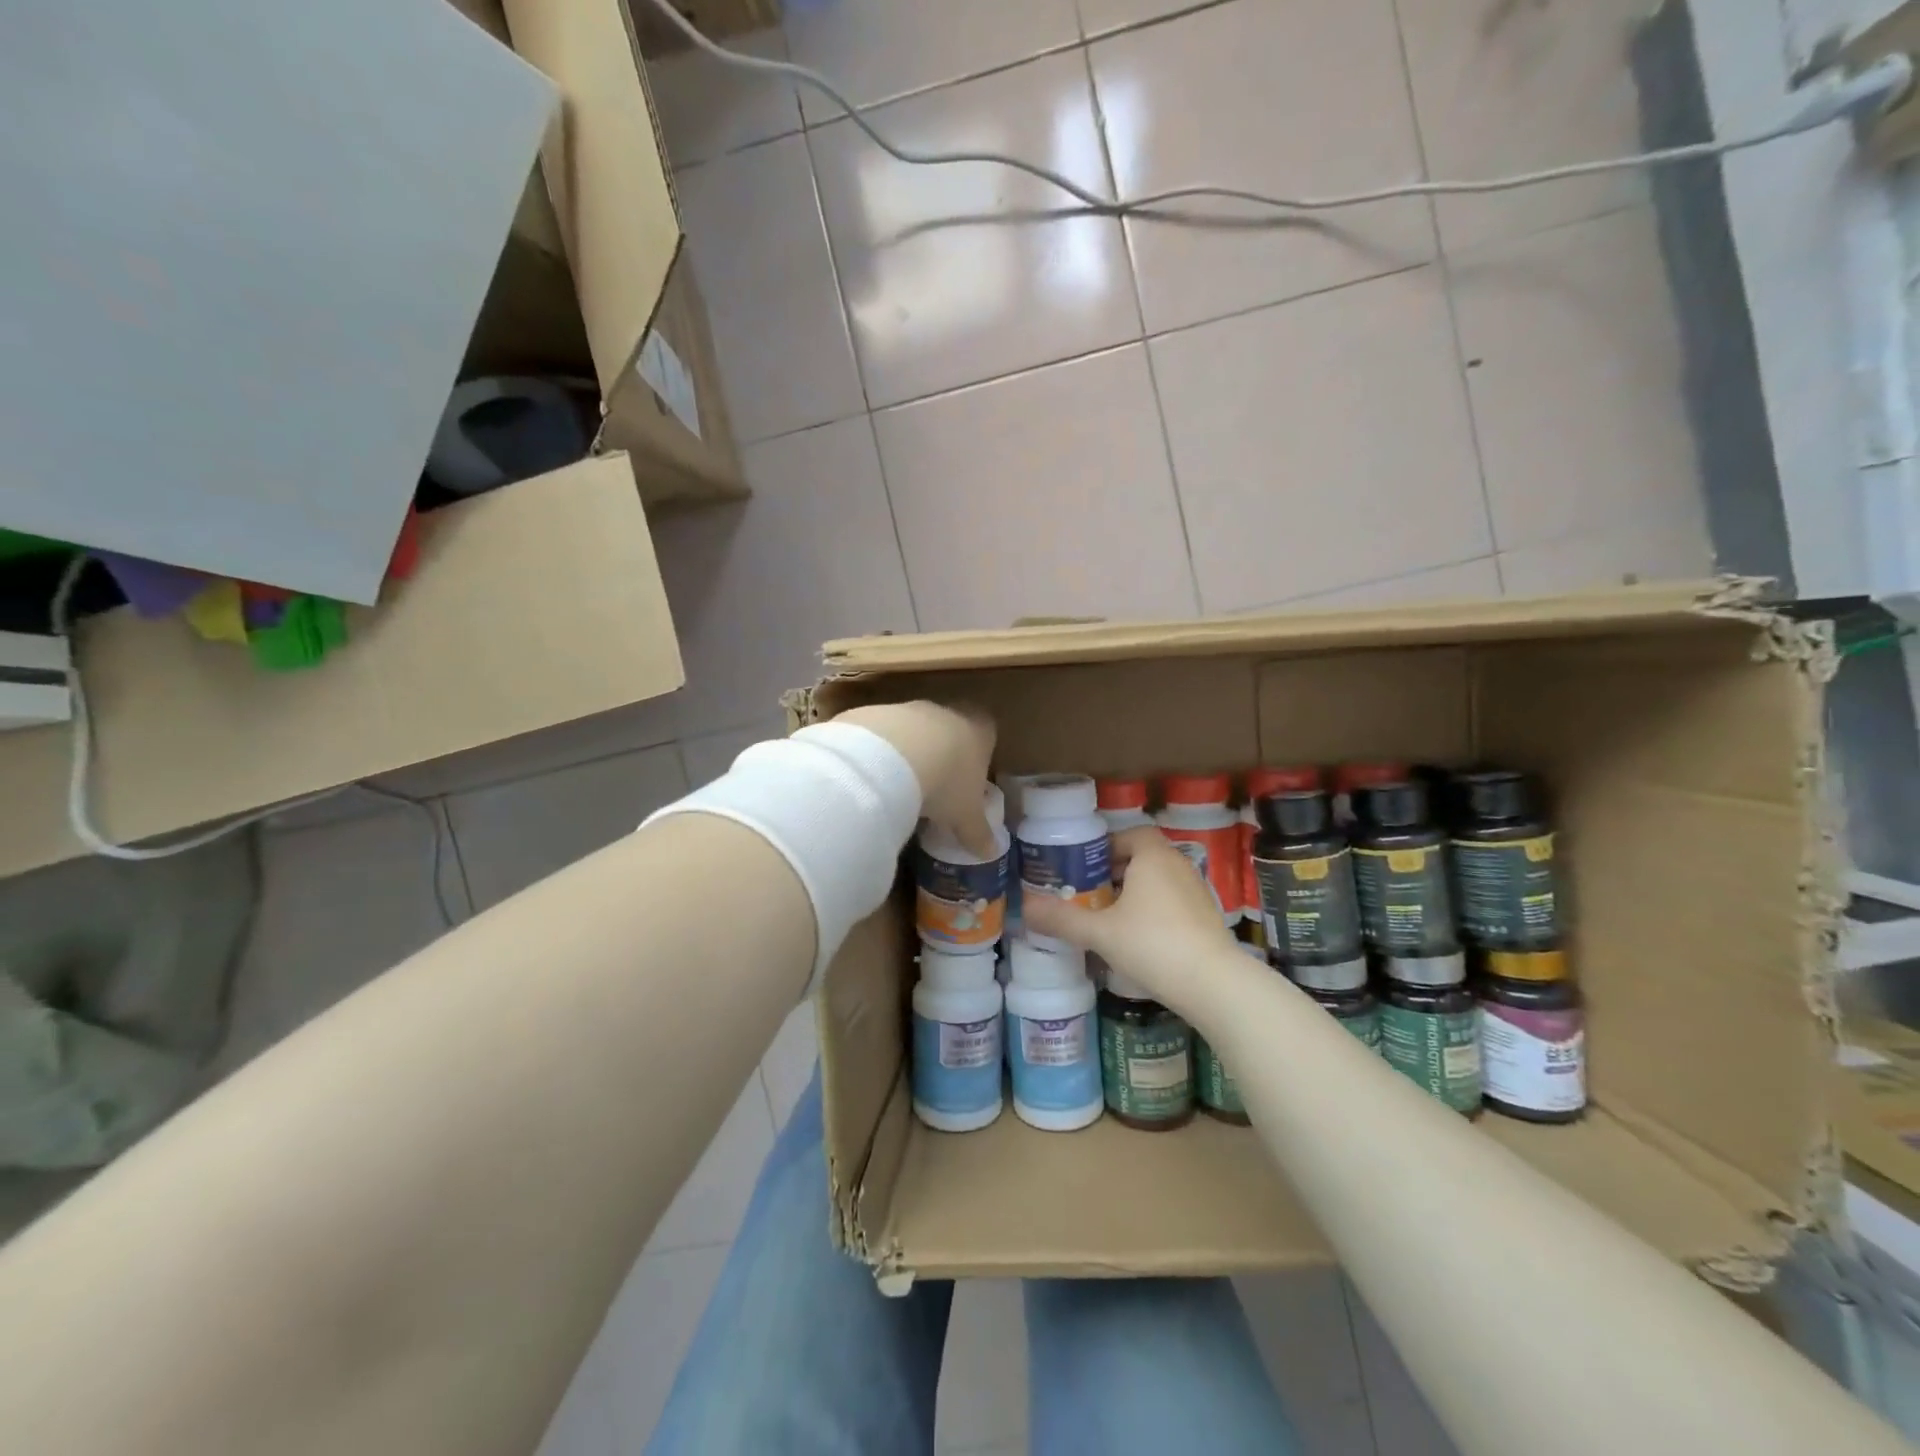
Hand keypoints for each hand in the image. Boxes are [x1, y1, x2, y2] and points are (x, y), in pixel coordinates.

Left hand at [834, 701, 997, 855]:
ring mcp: (909, 708)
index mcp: (979, 729)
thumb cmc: (947, 783)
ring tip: (902, 787)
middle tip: (937, 786)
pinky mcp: (875, 713)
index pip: (987, 732)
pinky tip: (874, 777)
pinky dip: (879, 752)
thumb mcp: (966, 815)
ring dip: (910, 752)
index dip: (980, 753)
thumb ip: (978, 832)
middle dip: (944, 754)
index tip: (971, 777)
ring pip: (914, 730)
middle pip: (950, 728)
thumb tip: (991, 852)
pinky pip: (881, 734)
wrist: (893, 756)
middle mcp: (947, 711)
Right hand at [1022, 828, 1240, 1009]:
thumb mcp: (1100, 932)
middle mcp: (1178, 865)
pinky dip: (1154, 911)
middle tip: (1089, 893)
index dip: (1107, 846)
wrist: (1214, 984)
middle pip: (1143, 857)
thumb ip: (1062, 919)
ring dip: (1135, 893)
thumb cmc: (1152, 944)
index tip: (1085, 867)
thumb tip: (1025, 909)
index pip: (1130, 834)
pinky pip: (1173, 902)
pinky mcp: (1208, 918)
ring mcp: (1197, 891)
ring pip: (1159, 881)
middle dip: (1116, 872)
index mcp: (1153, 856)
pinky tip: (1138, 939)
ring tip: (1109, 917)